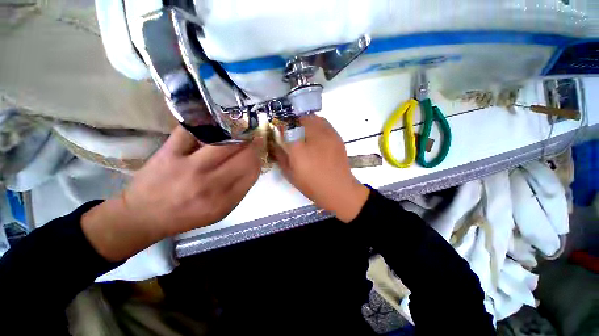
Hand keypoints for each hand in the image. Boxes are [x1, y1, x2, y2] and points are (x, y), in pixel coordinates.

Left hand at [82, 126, 261, 260]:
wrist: (144, 215)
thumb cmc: (187, 216)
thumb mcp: (220, 211)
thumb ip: (239, 189)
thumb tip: (253, 163)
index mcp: (223, 200)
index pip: (252, 171)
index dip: (259, 157)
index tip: (259, 150)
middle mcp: (209, 184)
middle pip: (244, 155)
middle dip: (253, 144)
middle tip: (252, 138)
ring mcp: (188, 166)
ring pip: (225, 141)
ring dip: (237, 133)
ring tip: (238, 131)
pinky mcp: (169, 152)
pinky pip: (195, 130)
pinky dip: (208, 125)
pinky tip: (214, 125)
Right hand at [274, 115, 368, 222]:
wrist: (338, 188)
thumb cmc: (312, 184)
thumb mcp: (290, 174)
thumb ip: (280, 157)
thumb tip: (275, 145)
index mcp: (298, 147)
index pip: (285, 127)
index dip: (281, 126)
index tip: (279, 130)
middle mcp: (312, 136)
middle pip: (299, 118)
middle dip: (293, 121)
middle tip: (291, 130)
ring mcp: (327, 134)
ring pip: (313, 117)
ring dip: (305, 121)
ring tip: (303, 131)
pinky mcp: (336, 136)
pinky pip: (324, 122)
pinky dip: (316, 124)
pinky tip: (316, 135)